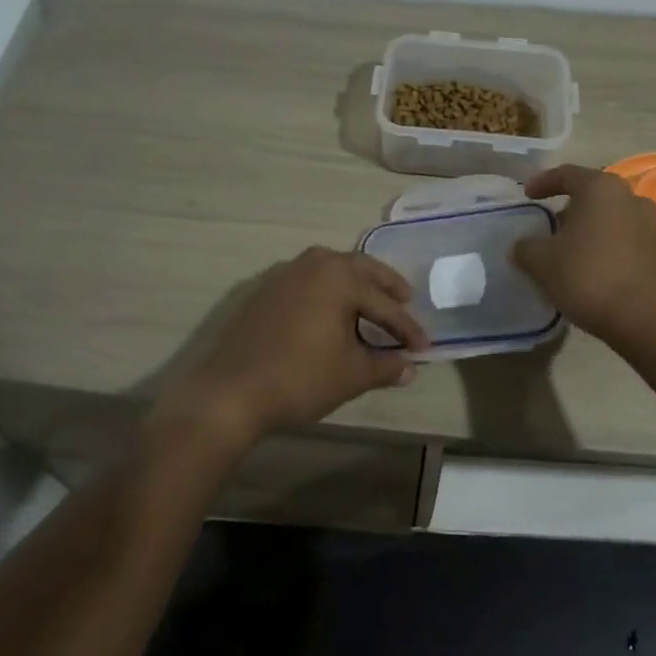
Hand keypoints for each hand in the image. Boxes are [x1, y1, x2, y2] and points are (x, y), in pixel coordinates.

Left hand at [168, 246, 429, 448]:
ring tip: (371, 301)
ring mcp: (286, 273)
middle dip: (386, 286)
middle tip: (405, 300)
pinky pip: (310, 280)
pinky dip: (328, 290)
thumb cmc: (300, 378)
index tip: (424, 347)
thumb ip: (385, 366)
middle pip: (360, 270)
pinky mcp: (266, 289)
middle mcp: (314, 264)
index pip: (384, 304)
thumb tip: (410, 368)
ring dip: (356, 283)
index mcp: (339, 277)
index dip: (407, 328)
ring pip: (332, 270)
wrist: (231, 391)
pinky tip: (332, 309)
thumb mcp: (351, 374)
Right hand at [512, 165, 655, 347]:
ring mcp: (650, 224)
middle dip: (569, 206)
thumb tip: (521, 246)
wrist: (641, 319)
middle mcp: (631, 198)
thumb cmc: (587, 277)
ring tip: (571, 246)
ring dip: (591, 226)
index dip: (543, 182)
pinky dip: (607, 244)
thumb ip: (526, 247)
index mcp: (602, 189)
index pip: (567, 174)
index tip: (527, 196)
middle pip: (593, 194)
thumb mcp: (542, 261)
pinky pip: (626, 238)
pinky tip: (593, 265)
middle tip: (550, 224)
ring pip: (612, 216)